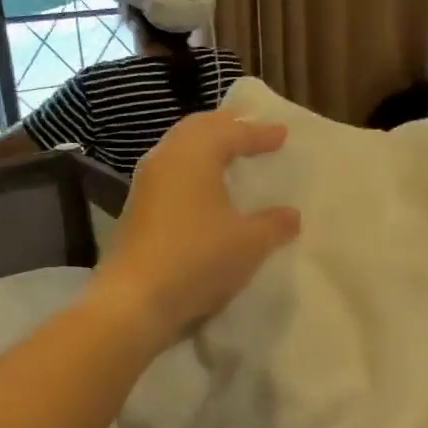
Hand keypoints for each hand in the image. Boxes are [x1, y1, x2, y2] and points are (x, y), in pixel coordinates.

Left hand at [90, 111, 300, 346]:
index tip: (282, 134)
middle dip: (227, 127)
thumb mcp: (249, 243)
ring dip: (207, 147)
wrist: (135, 300)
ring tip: (230, 155)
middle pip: (199, 129)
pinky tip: (206, 189)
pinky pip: (172, 173)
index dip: (259, 133)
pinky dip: (193, 170)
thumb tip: (291, 215)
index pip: (232, 132)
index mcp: (195, 154)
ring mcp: (146, 183)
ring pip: (181, 149)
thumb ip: (274, 224)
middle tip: (251, 130)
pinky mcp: (137, 208)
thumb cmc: (198, 258)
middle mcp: (166, 158)